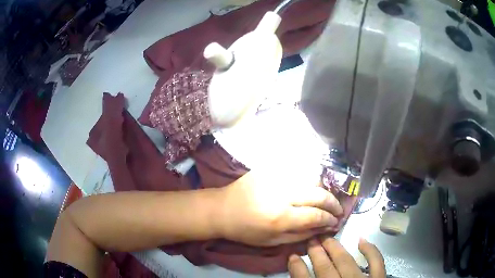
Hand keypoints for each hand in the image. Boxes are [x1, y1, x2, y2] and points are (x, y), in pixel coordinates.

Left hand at [216, 169, 342, 246]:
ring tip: (327, 200)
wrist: (222, 209)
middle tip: (338, 210)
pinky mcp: (271, 168)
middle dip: (333, 203)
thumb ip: (300, 235)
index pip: (316, 215)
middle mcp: (282, 194)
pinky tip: (312, 187)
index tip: (336, 222)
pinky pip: (298, 170)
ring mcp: (277, 177)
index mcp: (280, 217)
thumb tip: (323, 228)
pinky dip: (310, 179)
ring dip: (324, 190)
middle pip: (319, 194)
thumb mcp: (272, 241)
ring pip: (312, 179)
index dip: (330, 219)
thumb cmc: (246, 230)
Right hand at [288, 237, 385, 277]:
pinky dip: (370, 250)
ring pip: (346, 262)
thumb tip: (298, 277)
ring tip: (326, 238)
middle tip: (310, 240)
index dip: (297, 268)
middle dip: (316, 253)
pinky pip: (376, 262)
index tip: (292, 256)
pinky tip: (361, 240)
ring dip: (335, 249)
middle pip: (325, 268)